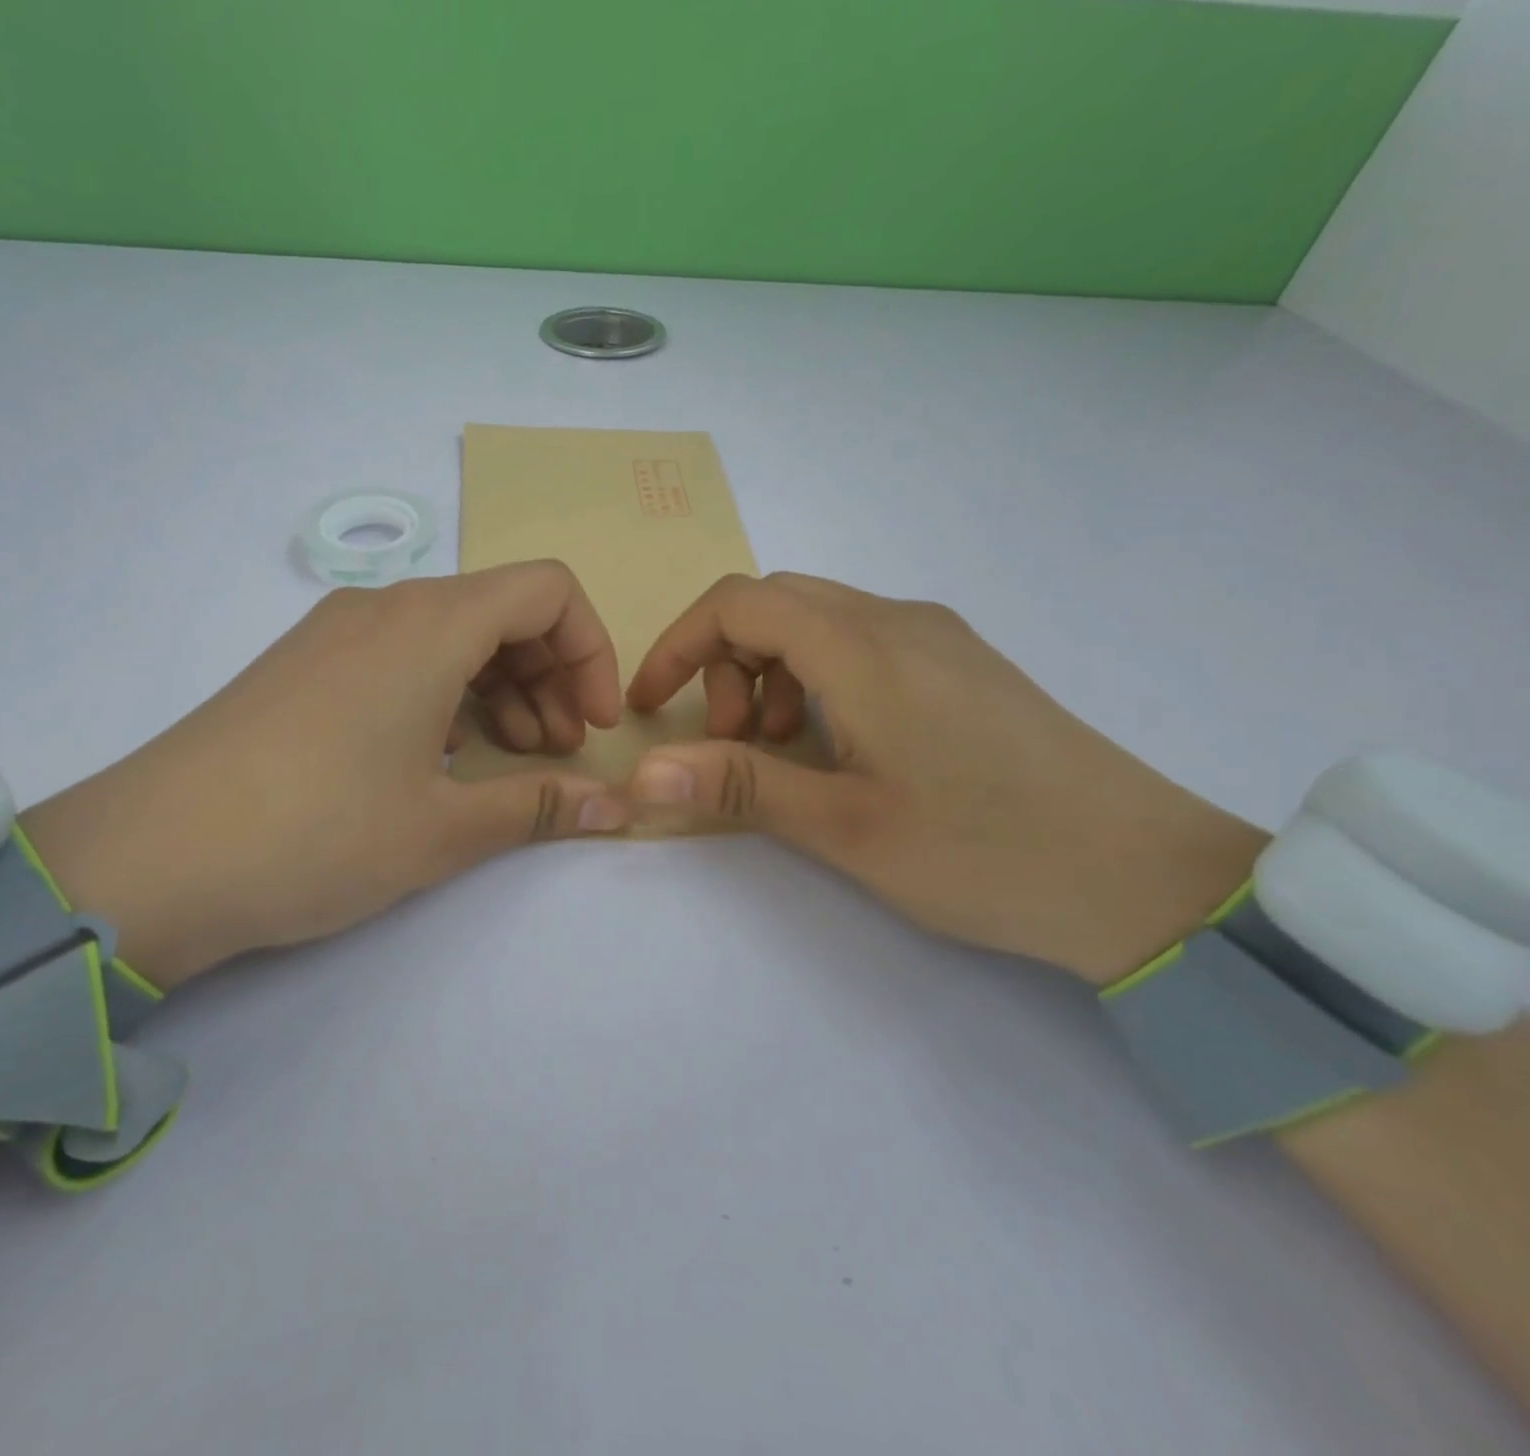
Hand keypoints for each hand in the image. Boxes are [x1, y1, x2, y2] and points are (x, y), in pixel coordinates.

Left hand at [22, 562, 629, 989]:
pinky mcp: (304, 665)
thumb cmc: (317, 834)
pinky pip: (402, 654)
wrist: (147, 861)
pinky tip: (440, 755)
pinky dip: (447, 692)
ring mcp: (335, 632)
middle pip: (502, 610)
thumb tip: (620, 809)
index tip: (595, 725)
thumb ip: (541, 806)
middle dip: (551, 675)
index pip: (548, 591)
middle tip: (557, 752)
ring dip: (501, 687)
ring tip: (508, 759)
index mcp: (430, 625)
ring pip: (451, 633)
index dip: (591, 652)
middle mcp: (384, 608)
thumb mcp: (443, 828)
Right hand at [624, 573, 1268, 984]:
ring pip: (819, 622)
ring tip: (785, 752)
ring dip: (772, 673)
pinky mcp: (964, 665)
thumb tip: (642, 773)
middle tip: (732, 742)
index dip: (678, 645)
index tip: (651, 707)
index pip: (738, 603)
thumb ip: (739, 786)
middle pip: (776, 603)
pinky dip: (819, 679)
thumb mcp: (845, 827)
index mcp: (864, 647)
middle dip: (726, 663)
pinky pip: (863, 644)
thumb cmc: (985, 852)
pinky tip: (841, 746)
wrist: (1146, 878)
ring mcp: (939, 638)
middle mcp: (900, 620)